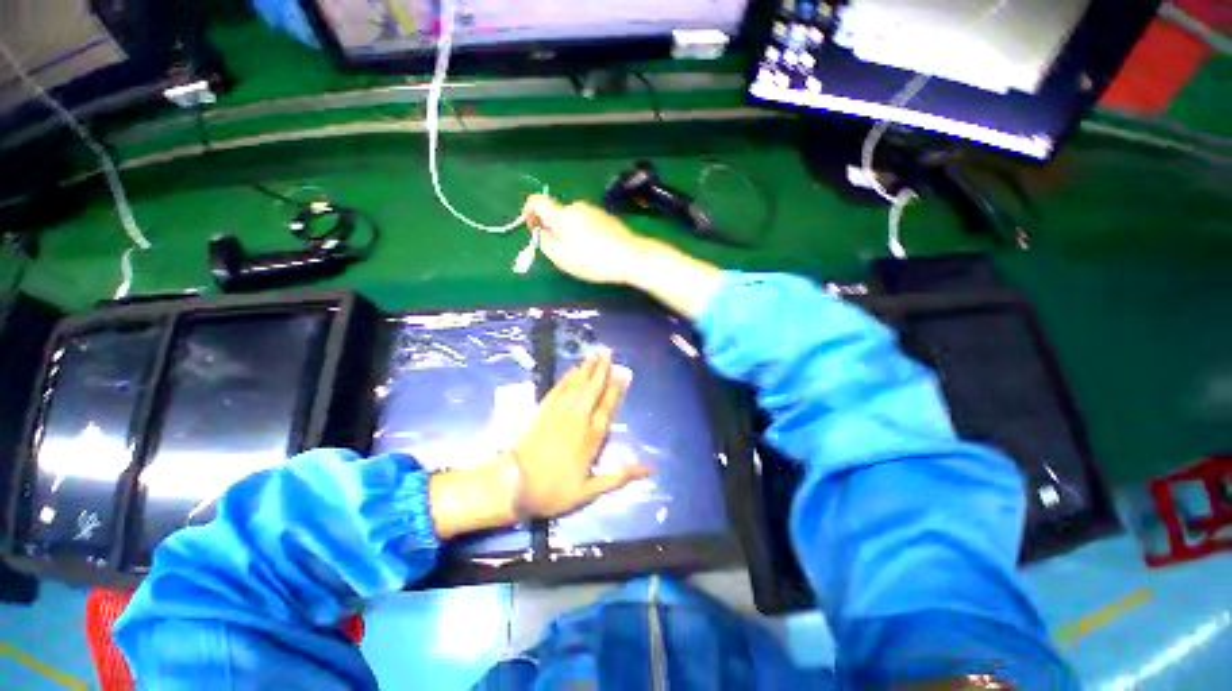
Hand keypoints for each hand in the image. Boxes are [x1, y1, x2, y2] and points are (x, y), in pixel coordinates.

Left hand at [511, 348, 651, 517]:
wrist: (513, 485)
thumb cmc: (553, 491)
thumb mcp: (590, 491)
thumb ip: (620, 477)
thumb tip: (650, 469)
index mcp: (592, 437)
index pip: (608, 407)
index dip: (617, 389)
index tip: (623, 373)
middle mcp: (578, 419)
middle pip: (593, 389)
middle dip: (602, 369)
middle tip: (609, 352)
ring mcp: (559, 412)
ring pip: (577, 384)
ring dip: (587, 368)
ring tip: (595, 353)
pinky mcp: (543, 410)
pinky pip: (558, 388)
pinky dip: (567, 377)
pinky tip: (573, 369)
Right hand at [523, 195, 646, 284]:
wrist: (630, 256)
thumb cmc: (592, 259)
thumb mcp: (561, 257)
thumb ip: (544, 242)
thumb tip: (542, 232)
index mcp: (561, 214)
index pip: (536, 201)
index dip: (528, 212)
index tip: (533, 228)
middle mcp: (576, 206)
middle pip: (557, 213)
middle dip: (553, 228)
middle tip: (560, 251)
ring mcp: (594, 210)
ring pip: (572, 219)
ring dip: (569, 232)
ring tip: (581, 254)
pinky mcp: (607, 217)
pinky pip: (587, 222)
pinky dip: (584, 233)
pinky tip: (594, 250)